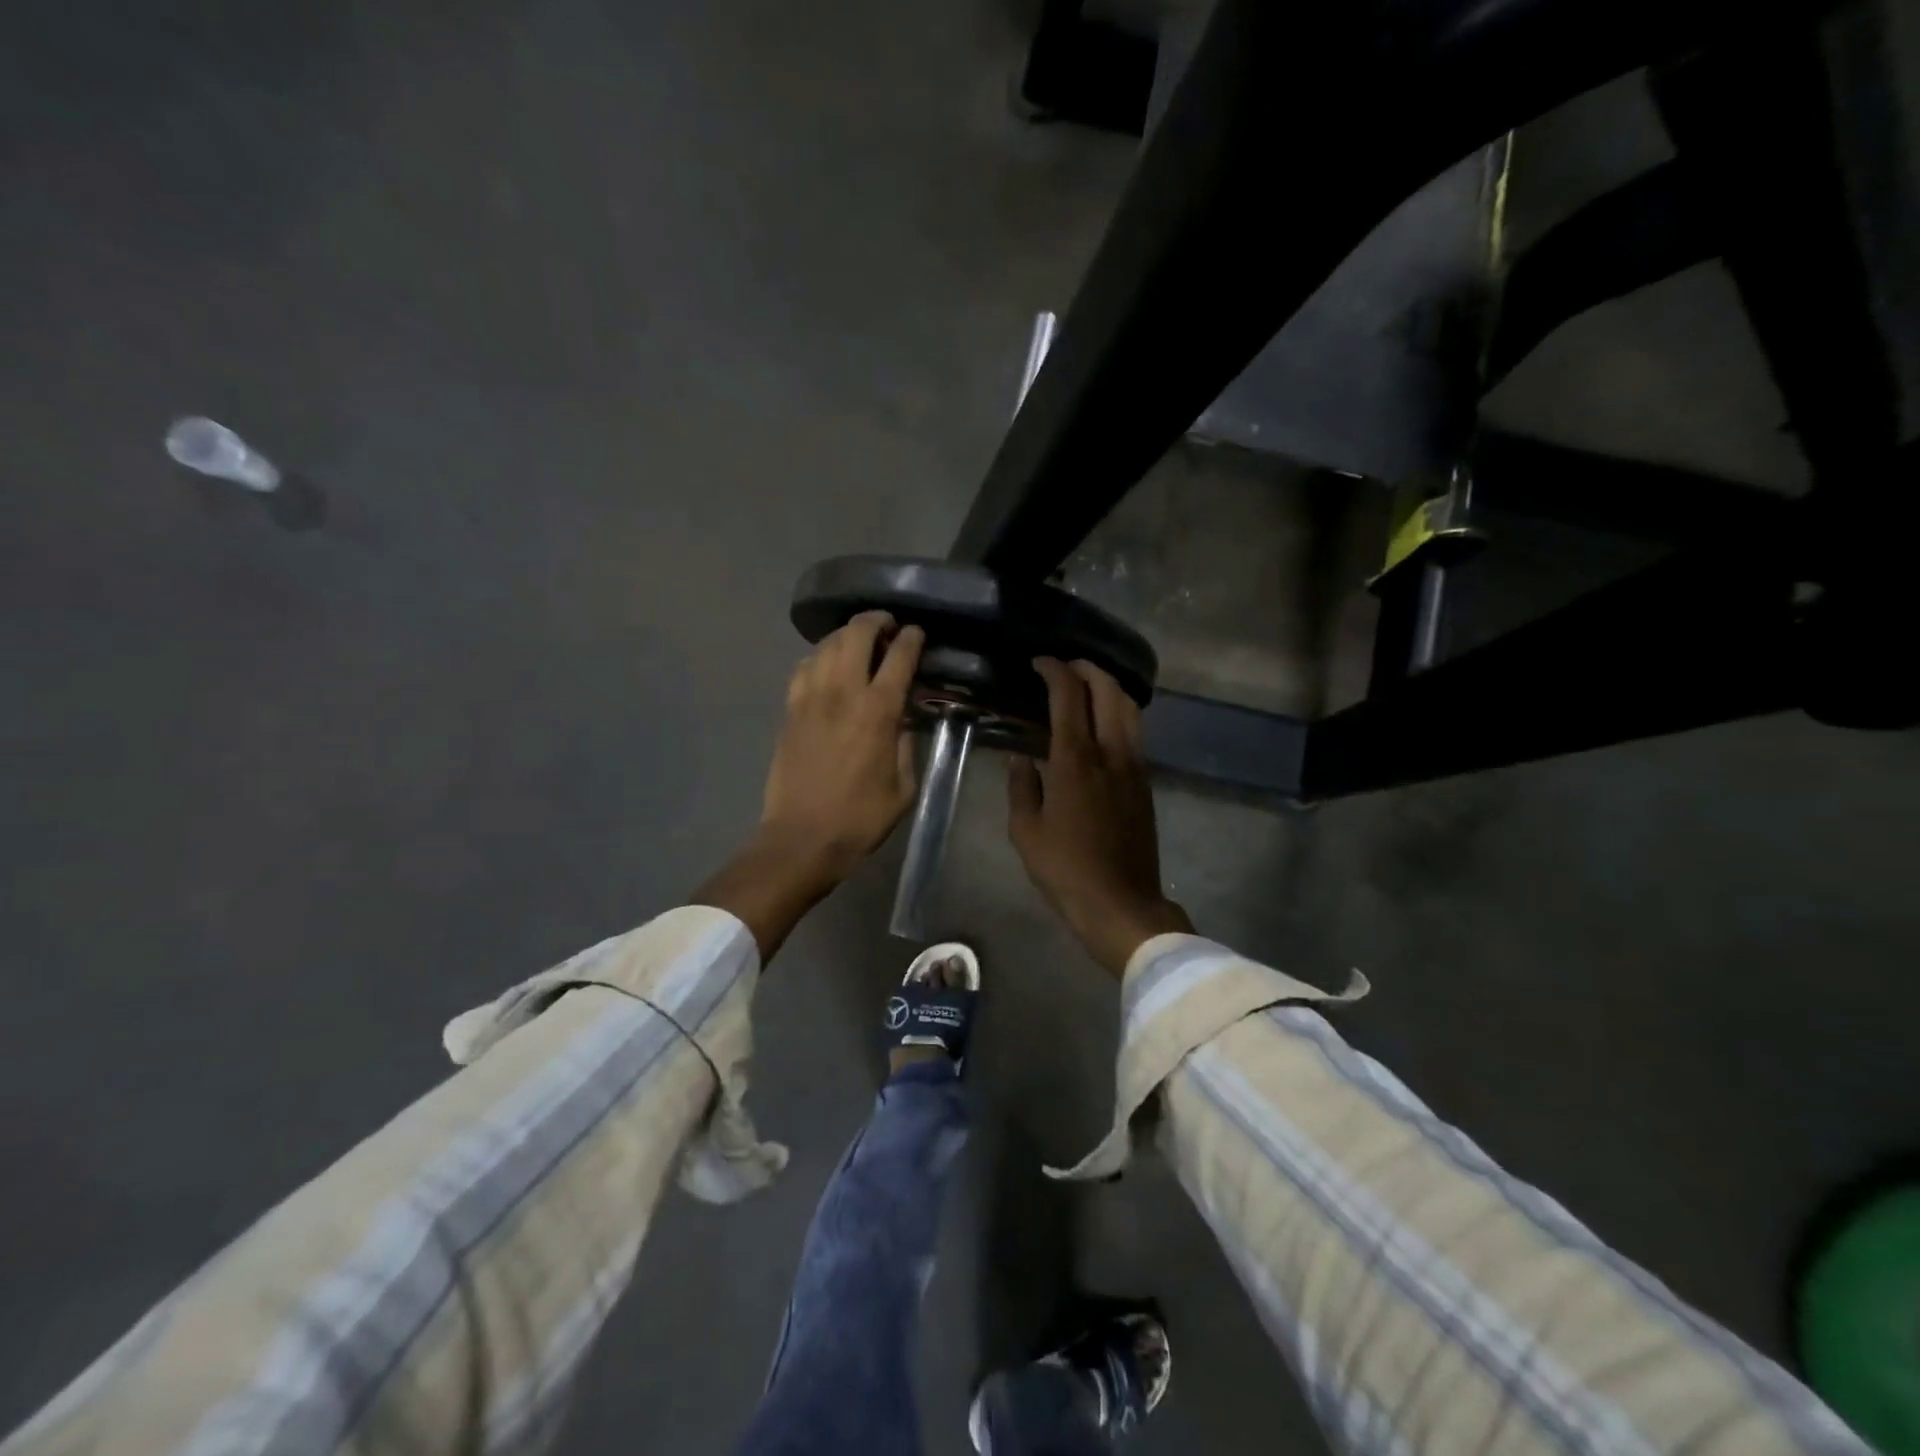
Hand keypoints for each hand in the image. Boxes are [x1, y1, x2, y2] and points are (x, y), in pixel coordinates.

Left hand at [760, 611, 923, 876]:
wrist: (802, 838)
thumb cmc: (860, 818)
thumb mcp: (904, 788)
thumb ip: (907, 746)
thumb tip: (903, 720)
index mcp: (878, 711)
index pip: (899, 656)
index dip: (911, 638)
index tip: (917, 633)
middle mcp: (842, 693)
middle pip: (856, 634)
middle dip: (875, 621)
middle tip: (886, 627)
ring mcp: (810, 698)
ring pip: (825, 644)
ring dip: (845, 635)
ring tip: (858, 642)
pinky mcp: (789, 710)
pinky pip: (803, 667)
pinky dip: (819, 657)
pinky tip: (827, 667)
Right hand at [1008, 658, 1192, 976]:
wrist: (1121, 903)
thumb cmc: (1065, 869)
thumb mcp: (1026, 831)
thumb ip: (1022, 787)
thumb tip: (1020, 759)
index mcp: (1075, 760)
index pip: (1069, 696)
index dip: (1054, 671)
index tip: (1039, 663)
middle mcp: (1110, 752)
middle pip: (1109, 690)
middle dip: (1087, 669)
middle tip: (1064, 667)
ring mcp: (1134, 766)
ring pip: (1129, 708)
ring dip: (1108, 687)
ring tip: (1086, 687)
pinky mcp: (1145, 782)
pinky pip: (1134, 732)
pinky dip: (1118, 713)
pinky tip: (1101, 725)